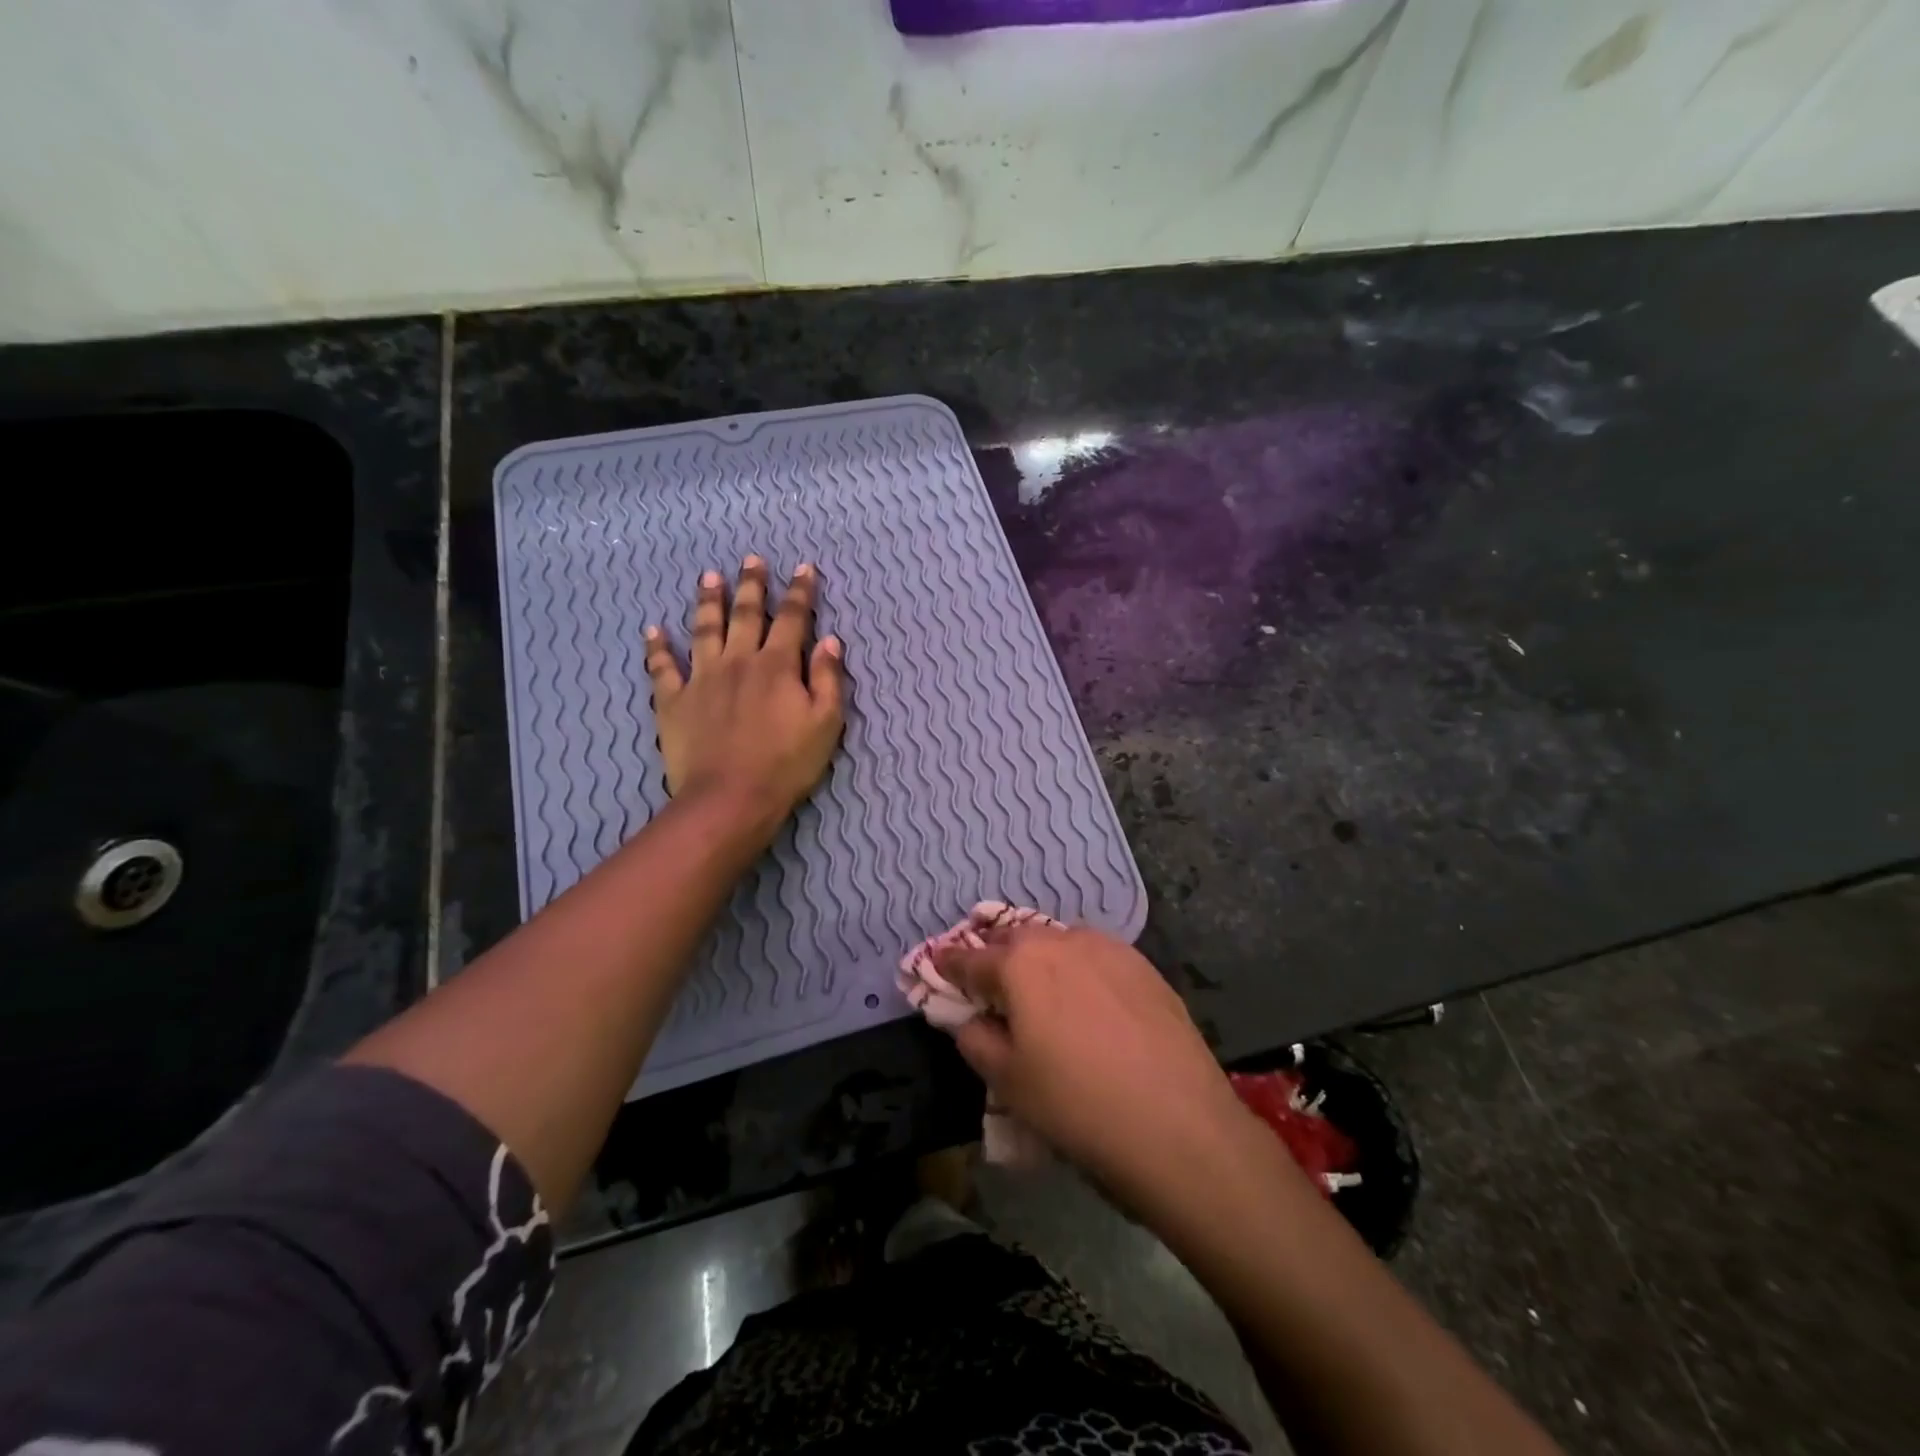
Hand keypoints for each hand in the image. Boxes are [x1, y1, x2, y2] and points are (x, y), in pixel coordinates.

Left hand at [644, 556, 844, 823]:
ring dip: (708, 601)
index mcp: (778, 665)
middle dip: (752, 585)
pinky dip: (657, 648)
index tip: (804, 569)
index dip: (800, 592)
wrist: (730, 798)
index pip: (792, 619)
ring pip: (704, 629)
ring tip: (709, 577)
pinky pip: (662, 668)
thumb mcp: (825, 723)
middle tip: (751, 560)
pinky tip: (653, 630)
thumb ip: (828, 679)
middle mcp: (738, 660)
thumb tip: (830, 640)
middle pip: (746, 614)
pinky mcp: (674, 701)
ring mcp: (702, 678)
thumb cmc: (786, 764)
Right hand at [934, 925, 1256, 1205]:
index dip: (949, 964)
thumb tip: (971, 1019)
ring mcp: (1109, 950)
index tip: (937, 965)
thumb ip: (976, 1039)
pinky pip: (1097, 957)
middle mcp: (1062, 941)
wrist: (1179, 1127)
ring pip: (1060, 943)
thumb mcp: (1008, 1082)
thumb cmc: (1076, 1105)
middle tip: (990, 982)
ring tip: (1041, 990)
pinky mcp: (1145, 967)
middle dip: (997, 955)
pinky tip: (1089, 1001)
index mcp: (1020, 963)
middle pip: (1016, 939)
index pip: (970, 958)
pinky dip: (1080, 969)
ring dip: (1041, 959)